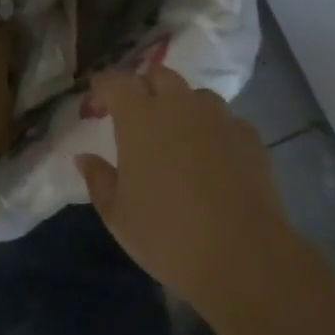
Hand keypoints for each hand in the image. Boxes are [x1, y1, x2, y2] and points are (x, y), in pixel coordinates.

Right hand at [75, 66, 298, 321]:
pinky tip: (211, 158)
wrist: (244, 258)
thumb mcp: (117, 214)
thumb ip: (98, 179)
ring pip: (194, 94)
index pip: (115, 82)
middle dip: (142, 88)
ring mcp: (218, 118)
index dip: (101, 90)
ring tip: (176, 135)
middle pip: (157, 75)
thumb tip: (85, 158)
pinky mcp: (249, 136)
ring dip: (179, 105)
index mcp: (139, 117)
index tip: (94, 110)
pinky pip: (224, 119)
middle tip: (134, 118)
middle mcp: (178, 105)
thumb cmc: (167, 235)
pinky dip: (211, 129)